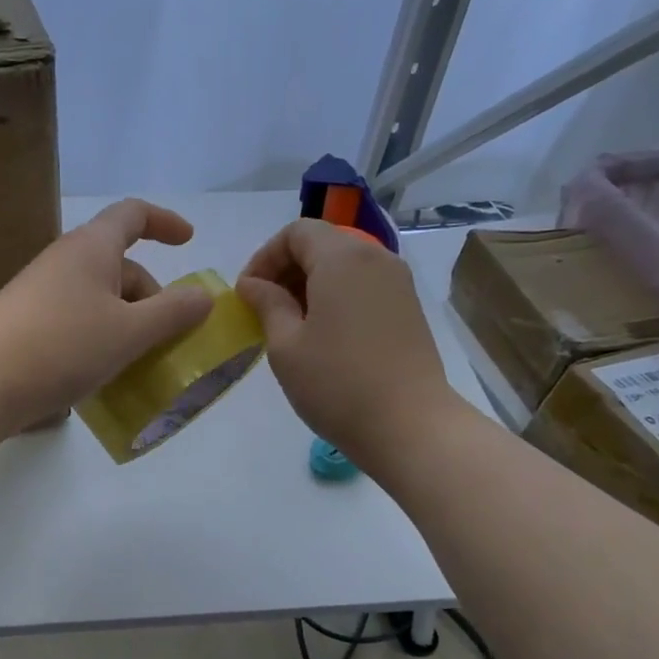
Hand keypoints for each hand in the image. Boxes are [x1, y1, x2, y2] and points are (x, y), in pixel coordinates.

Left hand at [0, 199, 214, 433]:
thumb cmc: (62, 345)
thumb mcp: (130, 331)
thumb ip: (173, 312)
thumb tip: (203, 296)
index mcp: (92, 248)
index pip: (132, 215)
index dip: (164, 222)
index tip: (189, 241)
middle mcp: (66, 263)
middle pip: (121, 266)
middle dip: (152, 297)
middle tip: (169, 340)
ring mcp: (43, 295)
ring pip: (100, 300)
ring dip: (128, 325)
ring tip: (141, 365)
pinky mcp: (28, 326)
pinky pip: (78, 323)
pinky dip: (101, 341)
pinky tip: (105, 376)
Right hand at [237, 220, 460, 471]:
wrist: (410, 426)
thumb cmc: (337, 383)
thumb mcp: (286, 345)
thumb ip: (267, 304)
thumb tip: (253, 284)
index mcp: (342, 258)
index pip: (296, 232)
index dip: (264, 257)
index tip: (248, 294)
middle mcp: (375, 258)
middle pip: (322, 243)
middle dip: (286, 268)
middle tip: (263, 309)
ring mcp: (398, 282)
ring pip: (344, 264)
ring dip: (310, 284)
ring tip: (290, 324)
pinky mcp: (408, 307)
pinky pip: (363, 285)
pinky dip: (336, 296)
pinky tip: (323, 334)